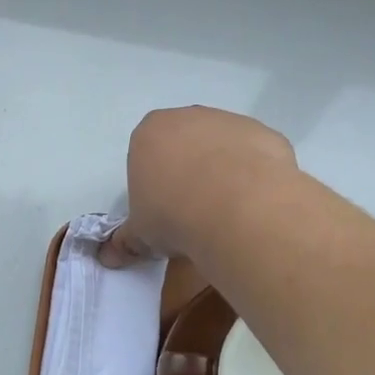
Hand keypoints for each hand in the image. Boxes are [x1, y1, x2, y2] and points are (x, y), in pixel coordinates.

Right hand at [99, 107, 297, 268]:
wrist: (238, 208)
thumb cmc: (174, 215)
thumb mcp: (141, 235)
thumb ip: (126, 241)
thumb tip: (109, 257)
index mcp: (149, 133)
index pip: (146, 154)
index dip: (154, 184)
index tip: (163, 211)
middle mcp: (189, 117)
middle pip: (185, 144)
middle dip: (188, 172)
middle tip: (194, 212)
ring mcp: (230, 121)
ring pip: (222, 147)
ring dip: (224, 172)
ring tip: (228, 213)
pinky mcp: (265, 133)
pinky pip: (255, 155)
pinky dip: (254, 175)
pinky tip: (254, 204)